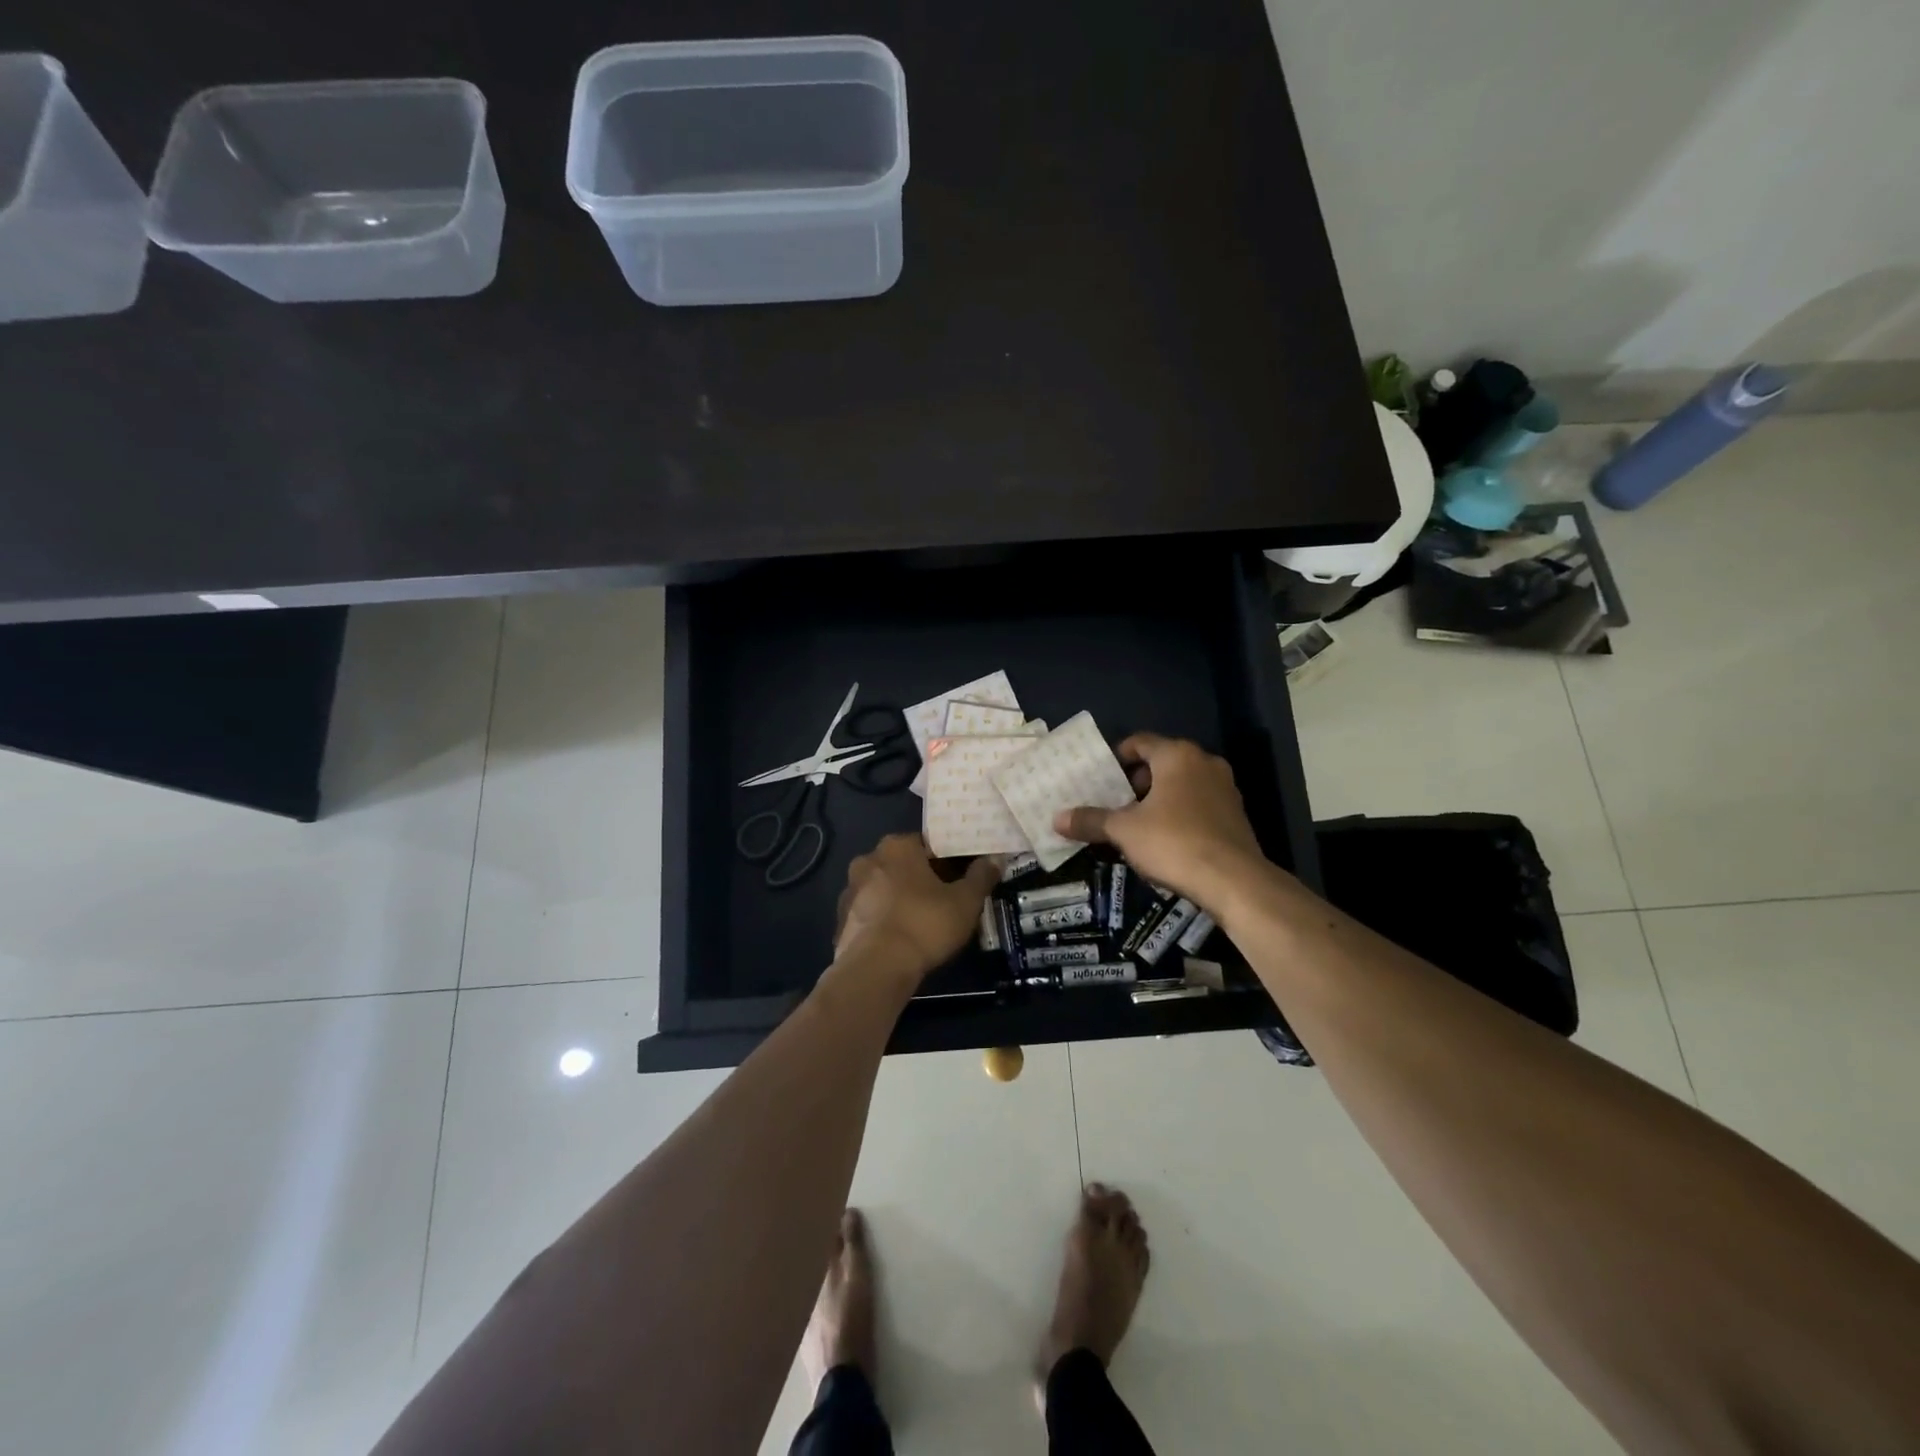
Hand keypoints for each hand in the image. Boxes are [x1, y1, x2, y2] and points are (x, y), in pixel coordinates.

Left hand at [833, 834, 999, 985]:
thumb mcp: (965, 901)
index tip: (962, 875)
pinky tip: (900, 938)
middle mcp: (869, 859)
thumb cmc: (925, 923)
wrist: (876, 968)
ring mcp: (850, 890)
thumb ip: (981, 876)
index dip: (948, 858)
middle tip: (945, 898)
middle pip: (904, 864)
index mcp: (897, 846)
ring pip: (884, 888)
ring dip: (901, 898)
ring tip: (923, 921)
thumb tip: (995, 859)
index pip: (928, 843)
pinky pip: (871, 913)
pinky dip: (884, 920)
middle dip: (922, 877)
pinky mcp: (841, 919)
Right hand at [1052, 734, 1266, 909]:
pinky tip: (1165, 839)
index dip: (1116, 757)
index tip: (1099, 777)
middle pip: (1161, 762)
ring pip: (1182, 784)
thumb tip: (1056, 819)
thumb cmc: (1174, 842)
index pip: (1139, 742)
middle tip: (1113, 802)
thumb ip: (1091, 821)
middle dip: (1136, 781)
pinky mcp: (1235, 814)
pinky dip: (1179, 812)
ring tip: (1135, 822)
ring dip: (1158, 798)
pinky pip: (1199, 803)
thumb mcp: (1124, 831)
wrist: (1234, 880)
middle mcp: (1204, 763)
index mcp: (1177, 755)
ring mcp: (1225, 788)